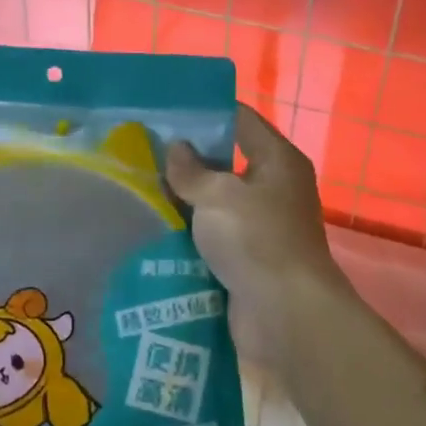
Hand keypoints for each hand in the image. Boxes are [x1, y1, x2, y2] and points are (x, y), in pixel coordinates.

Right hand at [165, 104, 345, 364]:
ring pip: (217, 202)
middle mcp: (275, 188)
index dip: (206, 113)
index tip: (166, 112)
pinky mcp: (249, 258)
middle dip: (187, 160)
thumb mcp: (218, 195)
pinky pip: (215, 236)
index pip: (241, 119)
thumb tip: (176, 148)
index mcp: (278, 160)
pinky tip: (156, 227)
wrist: (285, 314)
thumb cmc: (256, 239)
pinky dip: (192, 233)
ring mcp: (263, 226)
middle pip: (227, 162)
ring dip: (186, 200)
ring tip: (140, 187)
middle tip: (143, 151)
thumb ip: (192, 170)